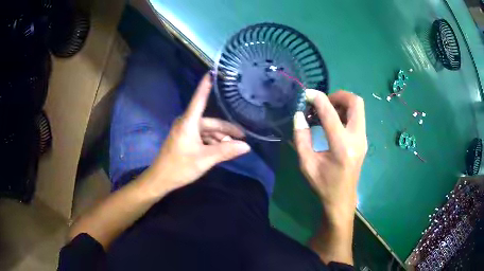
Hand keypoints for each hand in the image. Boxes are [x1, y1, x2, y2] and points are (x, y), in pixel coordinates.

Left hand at [145, 74, 250, 194]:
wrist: (160, 179)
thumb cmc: (180, 166)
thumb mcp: (205, 159)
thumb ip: (226, 151)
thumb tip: (246, 146)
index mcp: (189, 122)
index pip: (199, 99)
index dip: (205, 85)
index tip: (211, 72)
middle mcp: (186, 123)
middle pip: (210, 122)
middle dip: (226, 130)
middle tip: (242, 137)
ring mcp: (184, 132)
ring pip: (206, 130)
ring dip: (219, 138)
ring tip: (232, 147)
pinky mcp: (183, 139)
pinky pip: (201, 137)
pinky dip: (211, 142)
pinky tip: (219, 150)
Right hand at [293, 89, 366, 221]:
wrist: (342, 199)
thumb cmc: (324, 185)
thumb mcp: (307, 164)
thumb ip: (301, 138)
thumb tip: (299, 115)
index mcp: (341, 146)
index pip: (330, 113)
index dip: (318, 99)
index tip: (307, 94)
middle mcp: (357, 138)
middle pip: (355, 102)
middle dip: (338, 95)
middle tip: (323, 102)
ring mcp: (363, 139)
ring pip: (358, 108)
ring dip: (343, 103)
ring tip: (327, 110)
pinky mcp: (363, 140)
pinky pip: (358, 117)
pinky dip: (346, 112)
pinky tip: (333, 120)